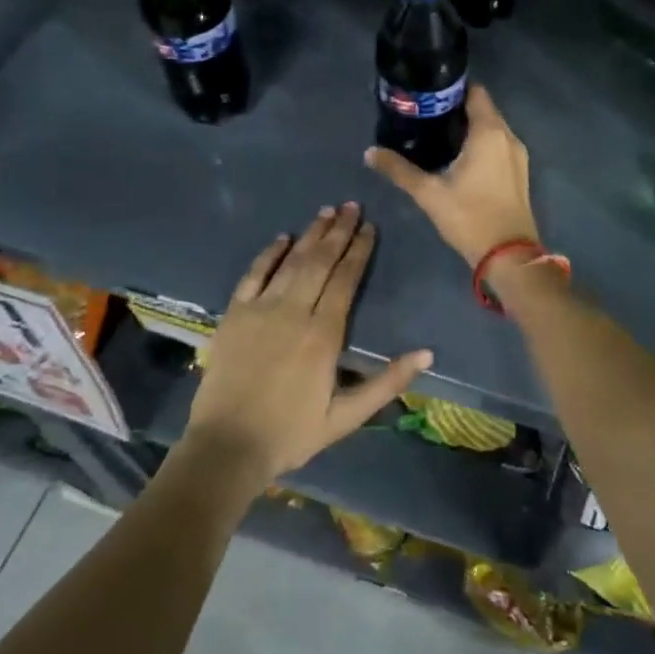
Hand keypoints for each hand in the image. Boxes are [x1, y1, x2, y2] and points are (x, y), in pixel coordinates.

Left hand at [184, 203, 432, 490]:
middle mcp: (293, 311)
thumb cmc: (291, 433)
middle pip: (320, 261)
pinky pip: (254, 274)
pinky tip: (282, 238)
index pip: (345, 280)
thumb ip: (387, 382)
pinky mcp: (234, 314)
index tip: (369, 227)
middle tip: (352, 206)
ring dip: (310, 234)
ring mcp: (260, 309)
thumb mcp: (346, 417)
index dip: (358, 251)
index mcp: (323, 334)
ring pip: (291, 261)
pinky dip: (269, 253)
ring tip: (327, 211)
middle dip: (338, 232)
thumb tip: (427, 353)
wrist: (227, 447)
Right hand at [364, 85, 538, 267]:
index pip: (475, 93)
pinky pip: (499, 145)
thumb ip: (399, 169)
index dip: (452, 89)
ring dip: (469, 128)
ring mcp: (518, 155)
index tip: (429, 93)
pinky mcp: (519, 172)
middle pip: (483, 109)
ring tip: (438, 135)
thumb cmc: (469, 216)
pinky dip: (481, 144)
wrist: (509, 255)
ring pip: (492, 129)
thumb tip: (369, 152)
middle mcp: (508, 136)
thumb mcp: (429, 193)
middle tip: (426, 115)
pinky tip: (459, 158)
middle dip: (457, 109)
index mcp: (489, 132)